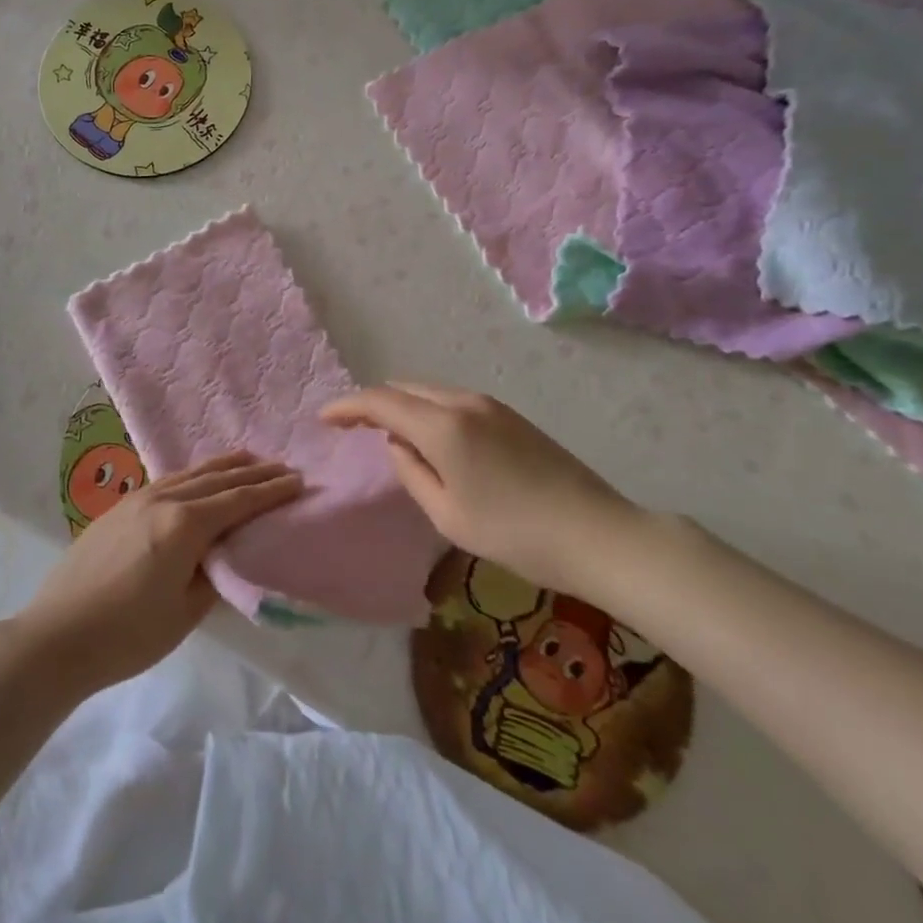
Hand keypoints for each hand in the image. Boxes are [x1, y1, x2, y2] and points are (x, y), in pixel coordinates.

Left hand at [12, 452, 301, 693]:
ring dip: (223, 466)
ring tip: (248, 459)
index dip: (270, 491)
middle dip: (253, 473)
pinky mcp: (119, 508)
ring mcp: (137, 499)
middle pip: (217, 479)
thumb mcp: (185, 613)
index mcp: (184, 525)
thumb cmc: (127, 634)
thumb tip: (224, 555)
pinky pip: (168, 480)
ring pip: (190, 473)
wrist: (57, 635)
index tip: (297, 480)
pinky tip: (197, 478)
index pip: (238, 501)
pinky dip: (194, 475)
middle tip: (282, 466)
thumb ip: (213, 577)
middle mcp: (163, 500)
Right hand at [321, 382, 639, 591]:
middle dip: (373, 403)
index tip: (323, 418)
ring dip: (403, 406)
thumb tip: (397, 445)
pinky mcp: (510, 416)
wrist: (599, 534)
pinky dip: (429, 411)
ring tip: (387, 433)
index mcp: (443, 426)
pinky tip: (430, 437)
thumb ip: (411, 473)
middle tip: (351, 427)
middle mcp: (463, 402)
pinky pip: (453, 401)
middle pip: (404, 389)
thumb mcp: (448, 514)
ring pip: (429, 392)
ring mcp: (491, 405)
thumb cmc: (515, 534)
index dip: (347, 407)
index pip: (380, 402)